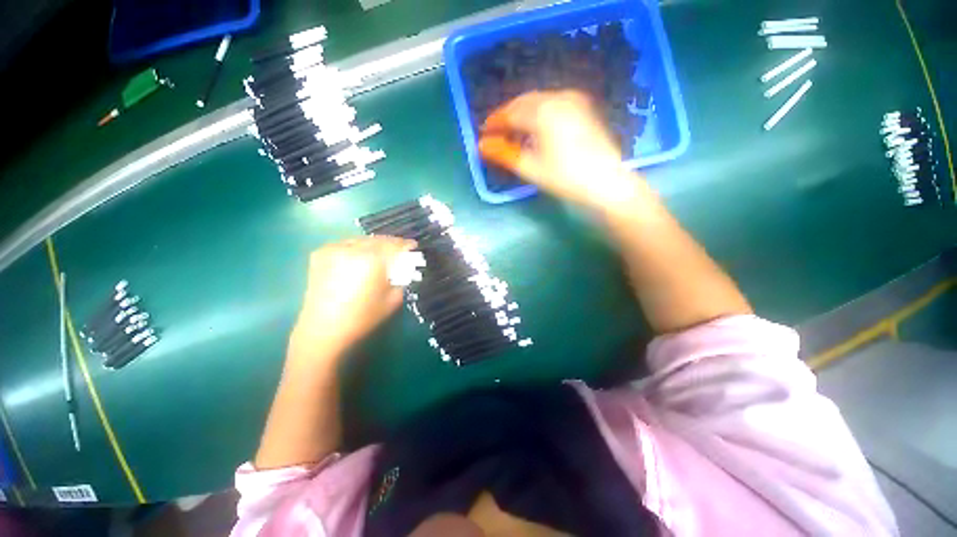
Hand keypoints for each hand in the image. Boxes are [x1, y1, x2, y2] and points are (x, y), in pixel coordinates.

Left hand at [290, 236, 415, 361]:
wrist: (323, 329)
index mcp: (373, 259)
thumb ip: (402, 278)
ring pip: (362, 240)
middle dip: (391, 244)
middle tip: (399, 251)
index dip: (407, 245)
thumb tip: (405, 267)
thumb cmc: (363, 317)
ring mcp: (334, 249)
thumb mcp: (393, 299)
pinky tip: (359, 258)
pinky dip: (357, 248)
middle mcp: (353, 248)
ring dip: (374, 245)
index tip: (413, 247)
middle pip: (379, 239)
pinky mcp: (320, 253)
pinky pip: (346, 244)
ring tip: (380, 255)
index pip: (395, 244)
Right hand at [479, 90, 641, 209]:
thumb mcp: (531, 168)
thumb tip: (481, 145)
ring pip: (538, 101)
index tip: (483, 134)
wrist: (606, 183)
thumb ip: (504, 153)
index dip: (494, 123)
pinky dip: (538, 112)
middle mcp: (558, 98)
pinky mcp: (583, 108)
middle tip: (496, 132)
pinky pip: (552, 103)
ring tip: (513, 131)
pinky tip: (536, 127)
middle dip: (507, 116)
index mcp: (543, 112)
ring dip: (522, 113)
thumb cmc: (565, 178)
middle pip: (523, 102)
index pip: (510, 112)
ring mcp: (573, 101)